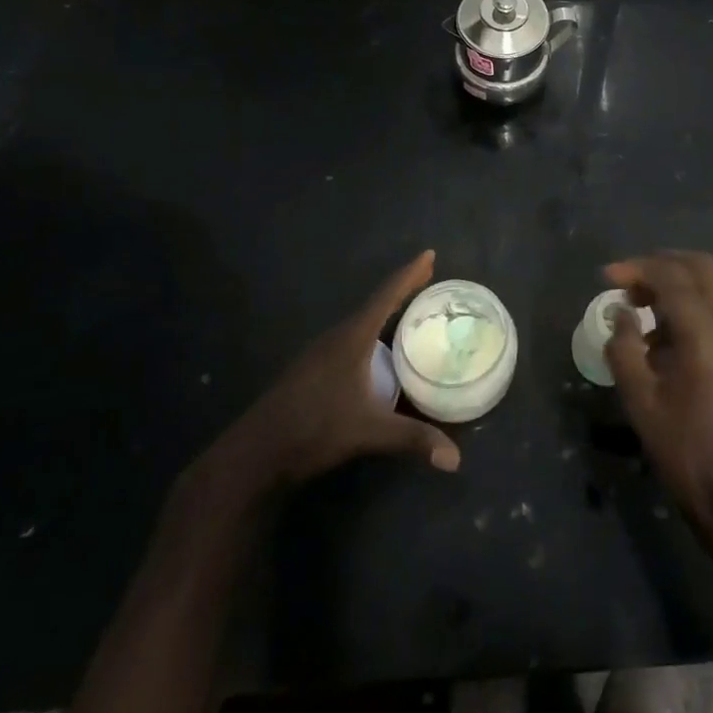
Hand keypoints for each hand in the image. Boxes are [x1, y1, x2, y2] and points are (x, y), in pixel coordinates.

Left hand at [205, 250, 460, 490]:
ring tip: (411, 312)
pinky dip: (372, 334)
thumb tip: (456, 458)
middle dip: (402, 290)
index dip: (409, 275)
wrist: (256, 454)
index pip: (386, 297)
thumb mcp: (369, 432)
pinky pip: (351, 340)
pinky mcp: (313, 370)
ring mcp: (320, 354)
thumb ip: (413, 438)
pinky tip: (379, 351)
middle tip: (429, 279)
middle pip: (375, 305)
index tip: (429, 254)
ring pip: (361, 324)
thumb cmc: (314, 430)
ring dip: (385, 313)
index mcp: (351, 338)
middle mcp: (336, 338)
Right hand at [603, 251, 712, 532]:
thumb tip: (621, 313)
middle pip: (700, 266)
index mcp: (706, 336)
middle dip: (660, 265)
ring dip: (678, 282)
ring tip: (642, 306)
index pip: (672, 277)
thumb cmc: (685, 452)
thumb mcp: (641, 402)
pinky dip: (694, 301)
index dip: (637, 269)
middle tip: (628, 283)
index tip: (607, 277)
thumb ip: (624, 348)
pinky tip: (668, 330)